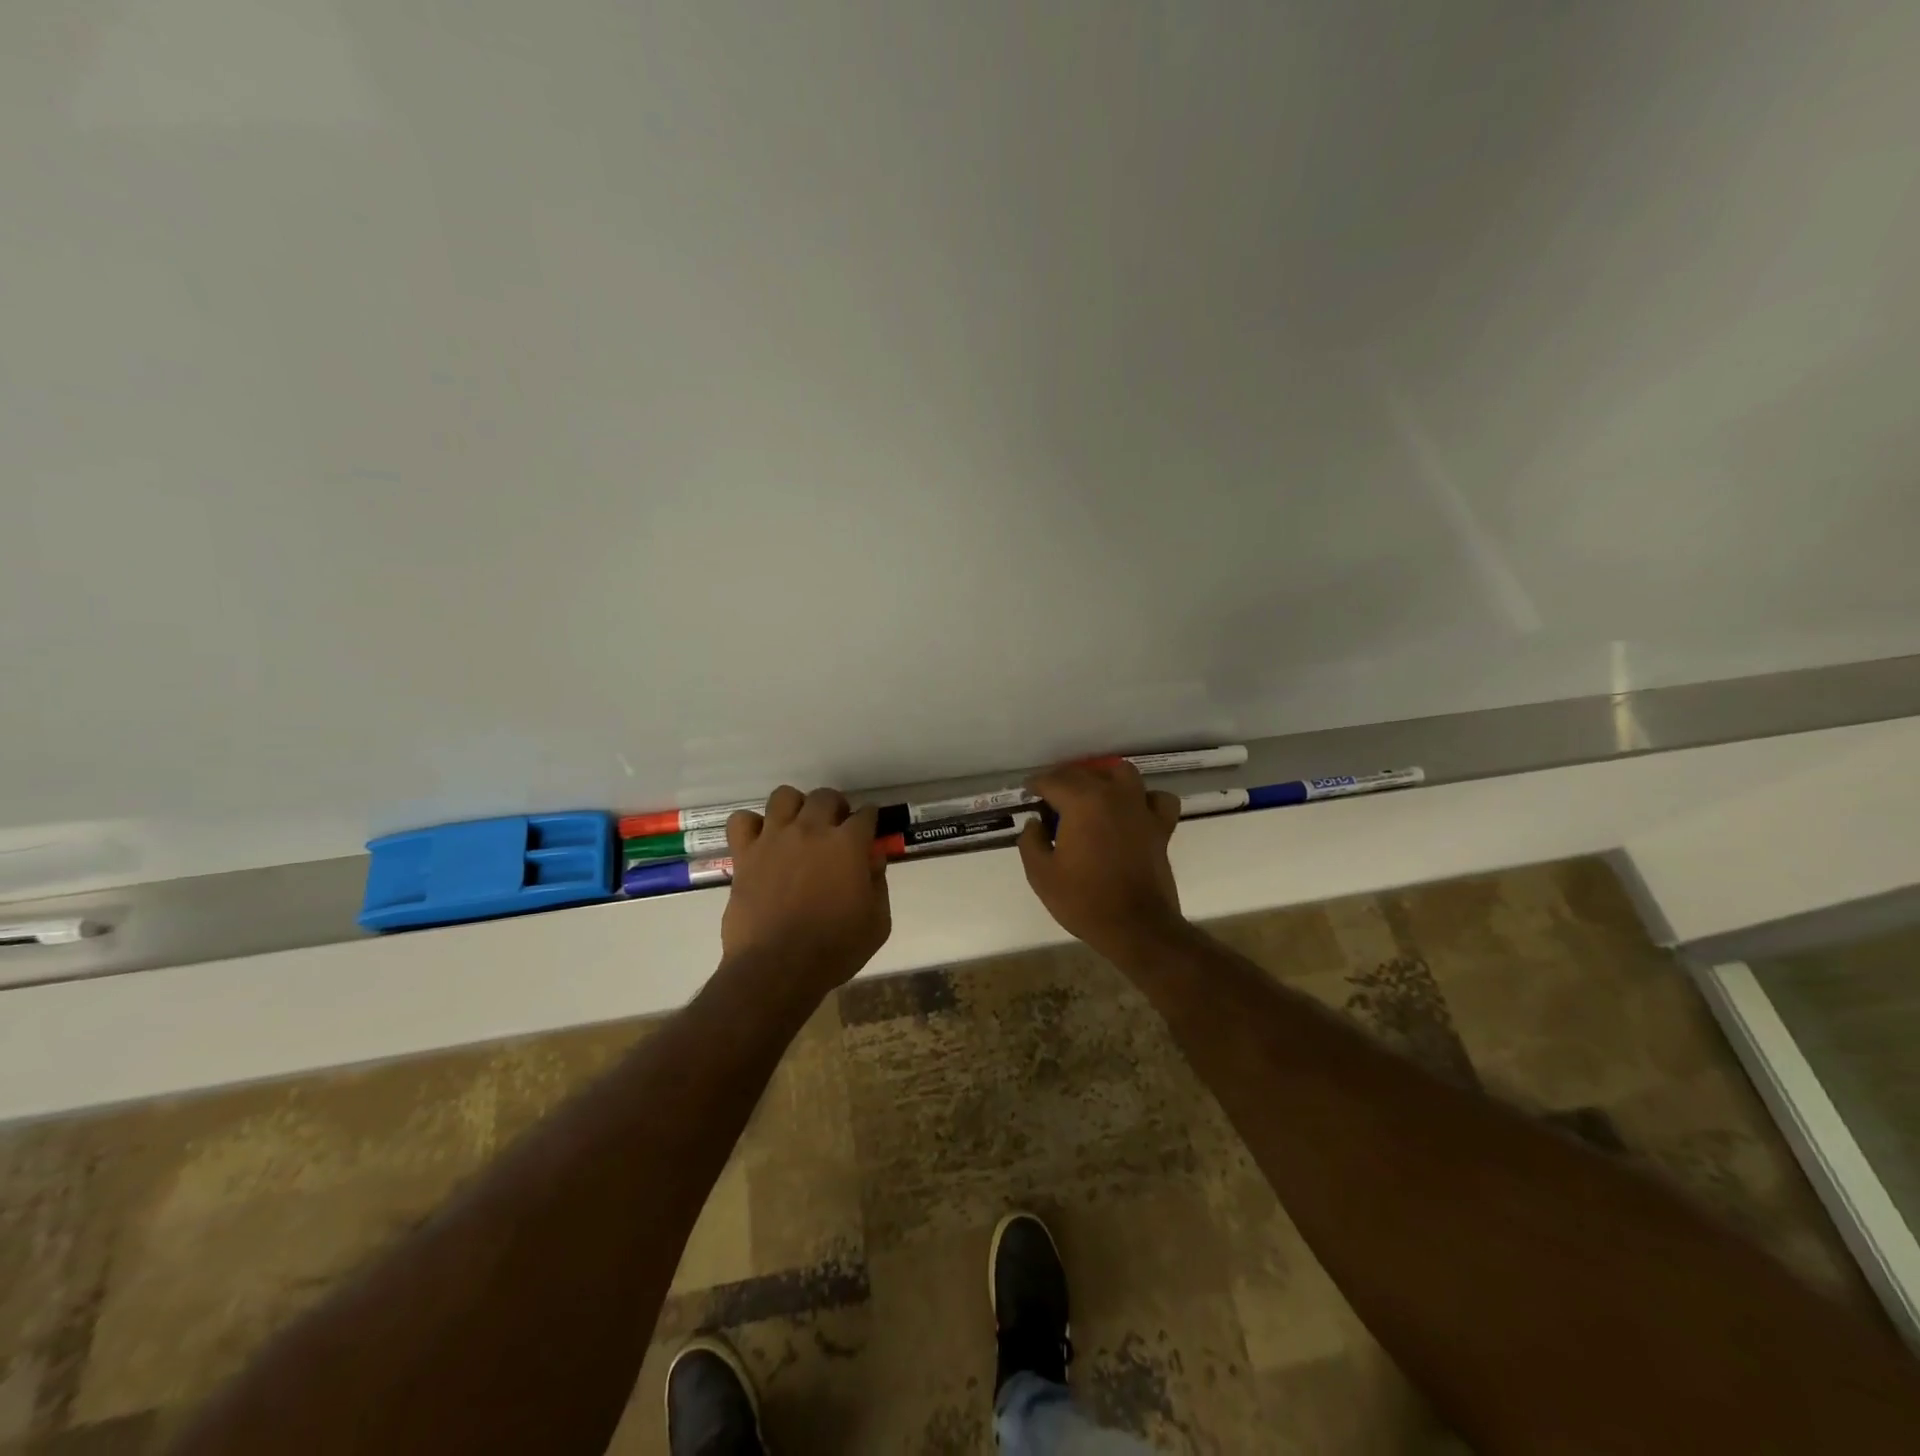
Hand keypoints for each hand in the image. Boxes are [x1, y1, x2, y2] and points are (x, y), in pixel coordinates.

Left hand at [720, 786, 890, 999]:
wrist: (778, 967)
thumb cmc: (835, 949)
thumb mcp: (877, 922)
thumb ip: (878, 884)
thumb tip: (872, 859)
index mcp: (848, 844)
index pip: (866, 814)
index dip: (870, 819)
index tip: (870, 828)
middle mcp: (811, 830)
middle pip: (825, 796)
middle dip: (836, 807)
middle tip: (837, 827)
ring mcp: (774, 838)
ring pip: (784, 796)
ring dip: (796, 806)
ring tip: (799, 825)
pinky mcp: (745, 854)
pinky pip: (741, 821)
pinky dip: (751, 825)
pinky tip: (761, 840)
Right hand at [1017, 760, 1187, 960]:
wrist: (1136, 927)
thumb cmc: (1084, 900)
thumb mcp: (1041, 874)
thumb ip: (1031, 841)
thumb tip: (1035, 823)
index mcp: (1082, 802)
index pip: (1053, 780)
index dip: (1036, 784)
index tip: (1027, 793)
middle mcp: (1113, 795)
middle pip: (1084, 772)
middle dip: (1062, 779)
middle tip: (1050, 798)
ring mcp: (1141, 809)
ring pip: (1122, 772)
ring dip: (1103, 776)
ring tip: (1090, 793)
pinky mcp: (1160, 827)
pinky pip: (1157, 799)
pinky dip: (1144, 798)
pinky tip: (1132, 810)